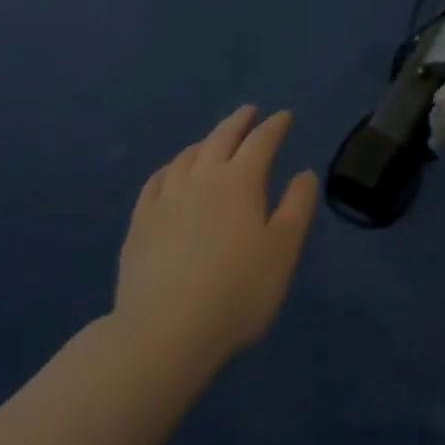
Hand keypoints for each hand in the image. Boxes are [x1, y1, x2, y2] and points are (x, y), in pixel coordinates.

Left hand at [114, 106, 318, 369]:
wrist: (163, 332)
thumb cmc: (236, 292)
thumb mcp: (283, 251)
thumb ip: (297, 207)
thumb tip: (304, 173)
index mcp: (240, 181)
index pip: (261, 141)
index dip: (275, 126)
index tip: (284, 116)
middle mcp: (202, 177)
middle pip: (222, 138)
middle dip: (239, 122)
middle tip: (249, 112)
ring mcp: (166, 198)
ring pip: (187, 156)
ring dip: (205, 142)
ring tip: (213, 140)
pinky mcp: (140, 222)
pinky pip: (156, 181)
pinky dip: (171, 167)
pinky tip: (171, 173)